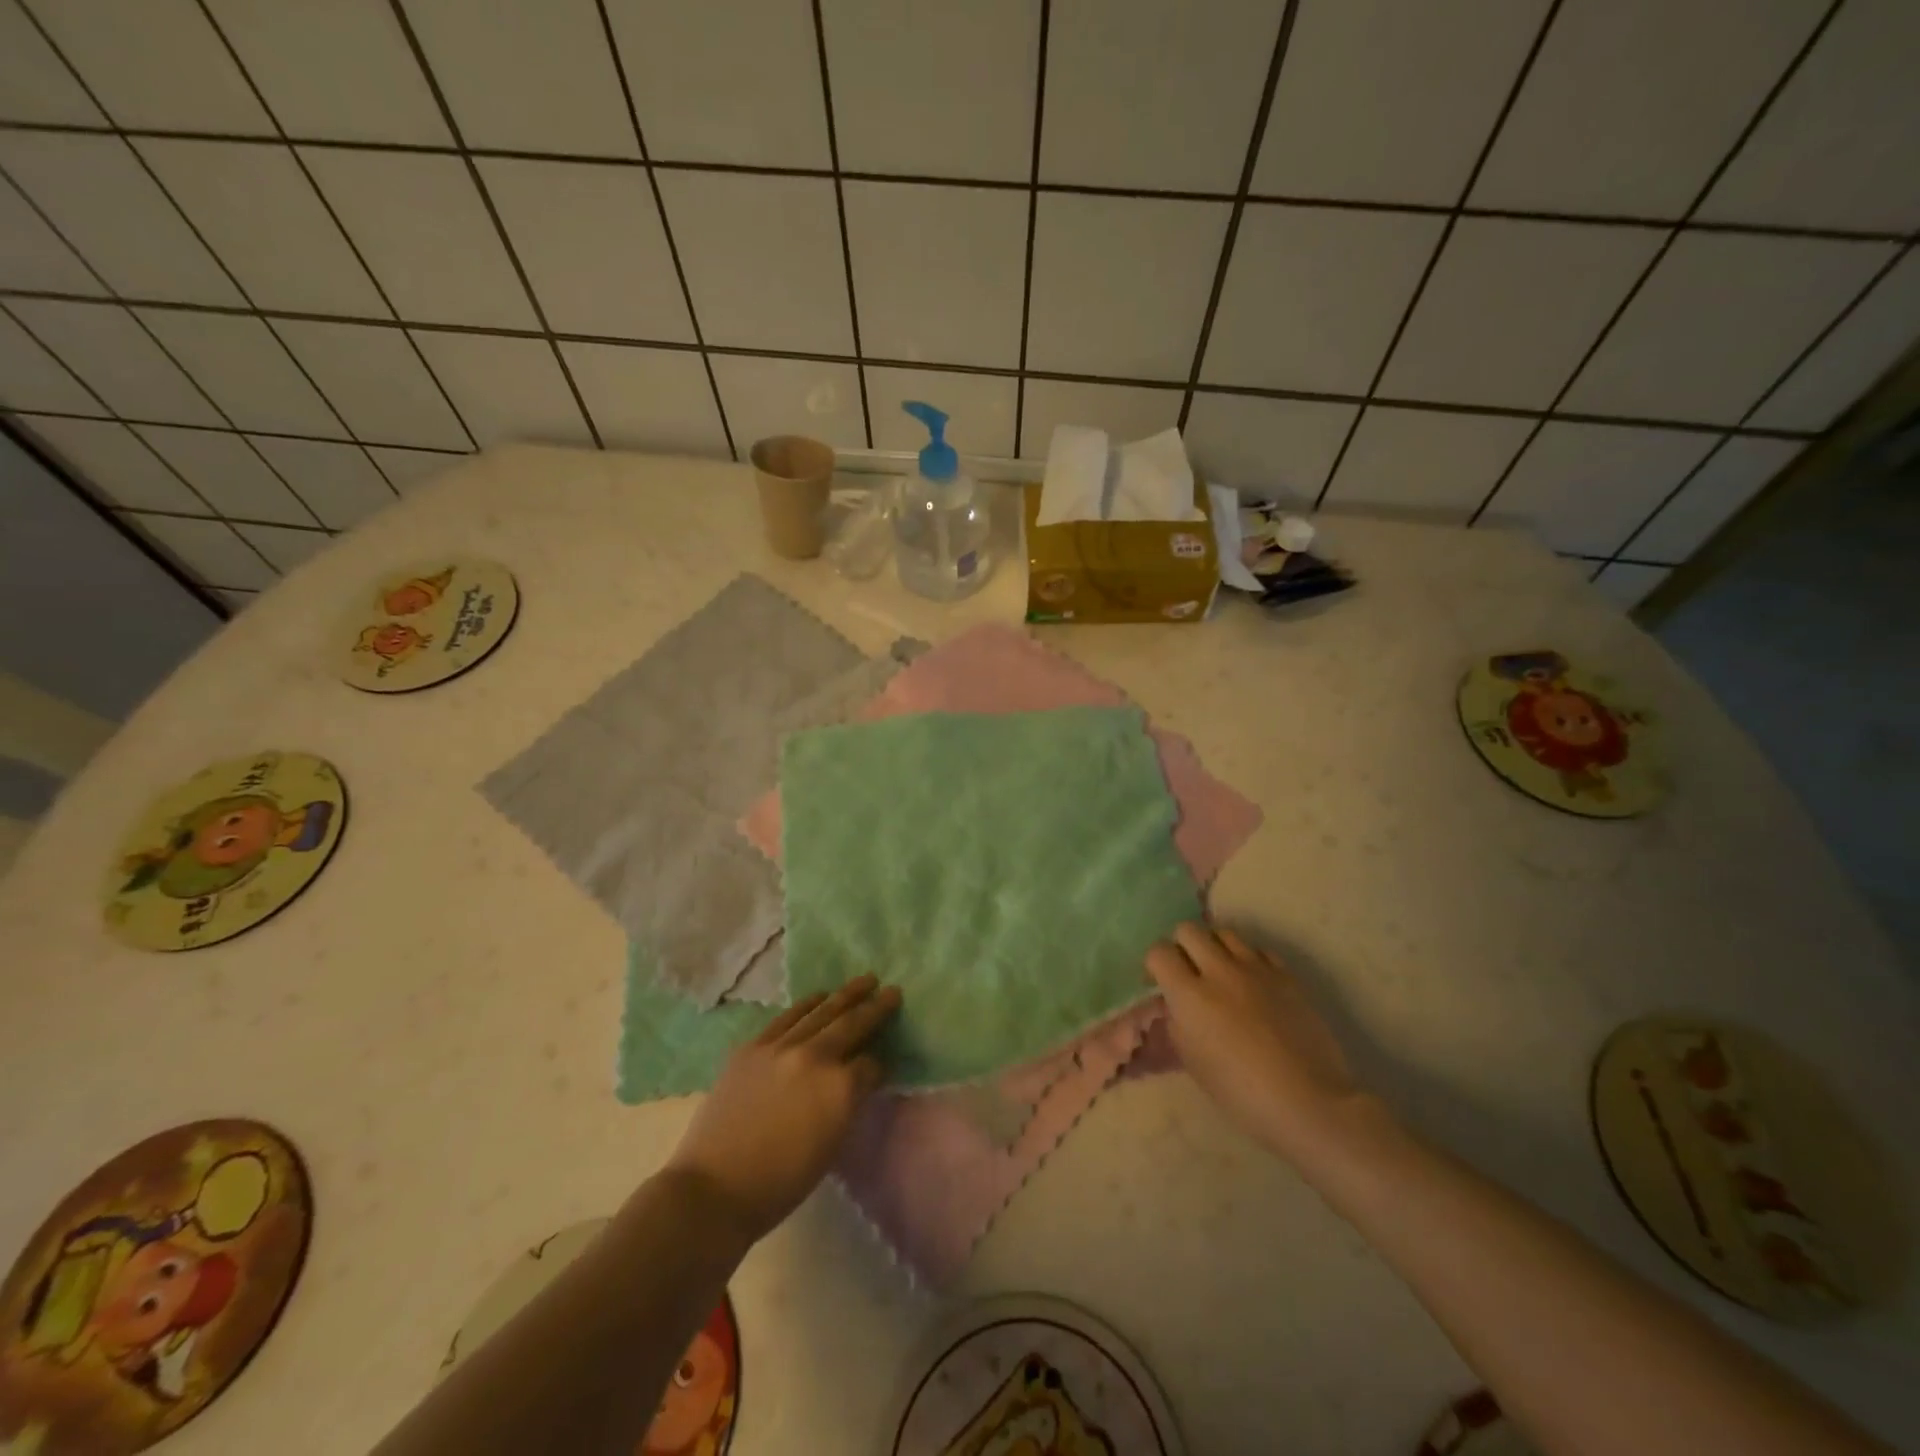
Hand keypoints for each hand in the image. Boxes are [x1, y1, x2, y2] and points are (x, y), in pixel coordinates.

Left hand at [665, 976, 900, 1243]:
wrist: (715, 1188)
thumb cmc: (781, 1182)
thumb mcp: (831, 1146)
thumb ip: (849, 1104)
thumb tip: (857, 1080)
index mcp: (841, 1088)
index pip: (871, 1065)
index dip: (880, 1065)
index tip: (883, 1063)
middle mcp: (815, 1057)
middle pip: (852, 1024)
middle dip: (876, 1007)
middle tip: (893, 990)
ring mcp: (782, 1046)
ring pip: (822, 1011)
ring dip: (845, 995)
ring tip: (864, 981)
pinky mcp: (754, 1046)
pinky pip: (788, 1017)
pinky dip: (808, 1004)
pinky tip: (820, 996)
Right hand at [1147, 922, 1373, 1165]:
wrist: (1308, 1102)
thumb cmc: (1241, 1093)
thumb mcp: (1193, 1062)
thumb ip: (1177, 1022)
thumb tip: (1176, 1004)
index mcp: (1190, 995)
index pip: (1159, 952)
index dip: (1154, 964)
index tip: (1159, 983)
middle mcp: (1220, 971)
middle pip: (1189, 930)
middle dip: (1181, 947)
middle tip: (1187, 973)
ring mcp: (1256, 969)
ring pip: (1224, 933)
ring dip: (1215, 948)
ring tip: (1220, 973)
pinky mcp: (1286, 975)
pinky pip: (1258, 950)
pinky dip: (1248, 959)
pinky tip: (1252, 983)